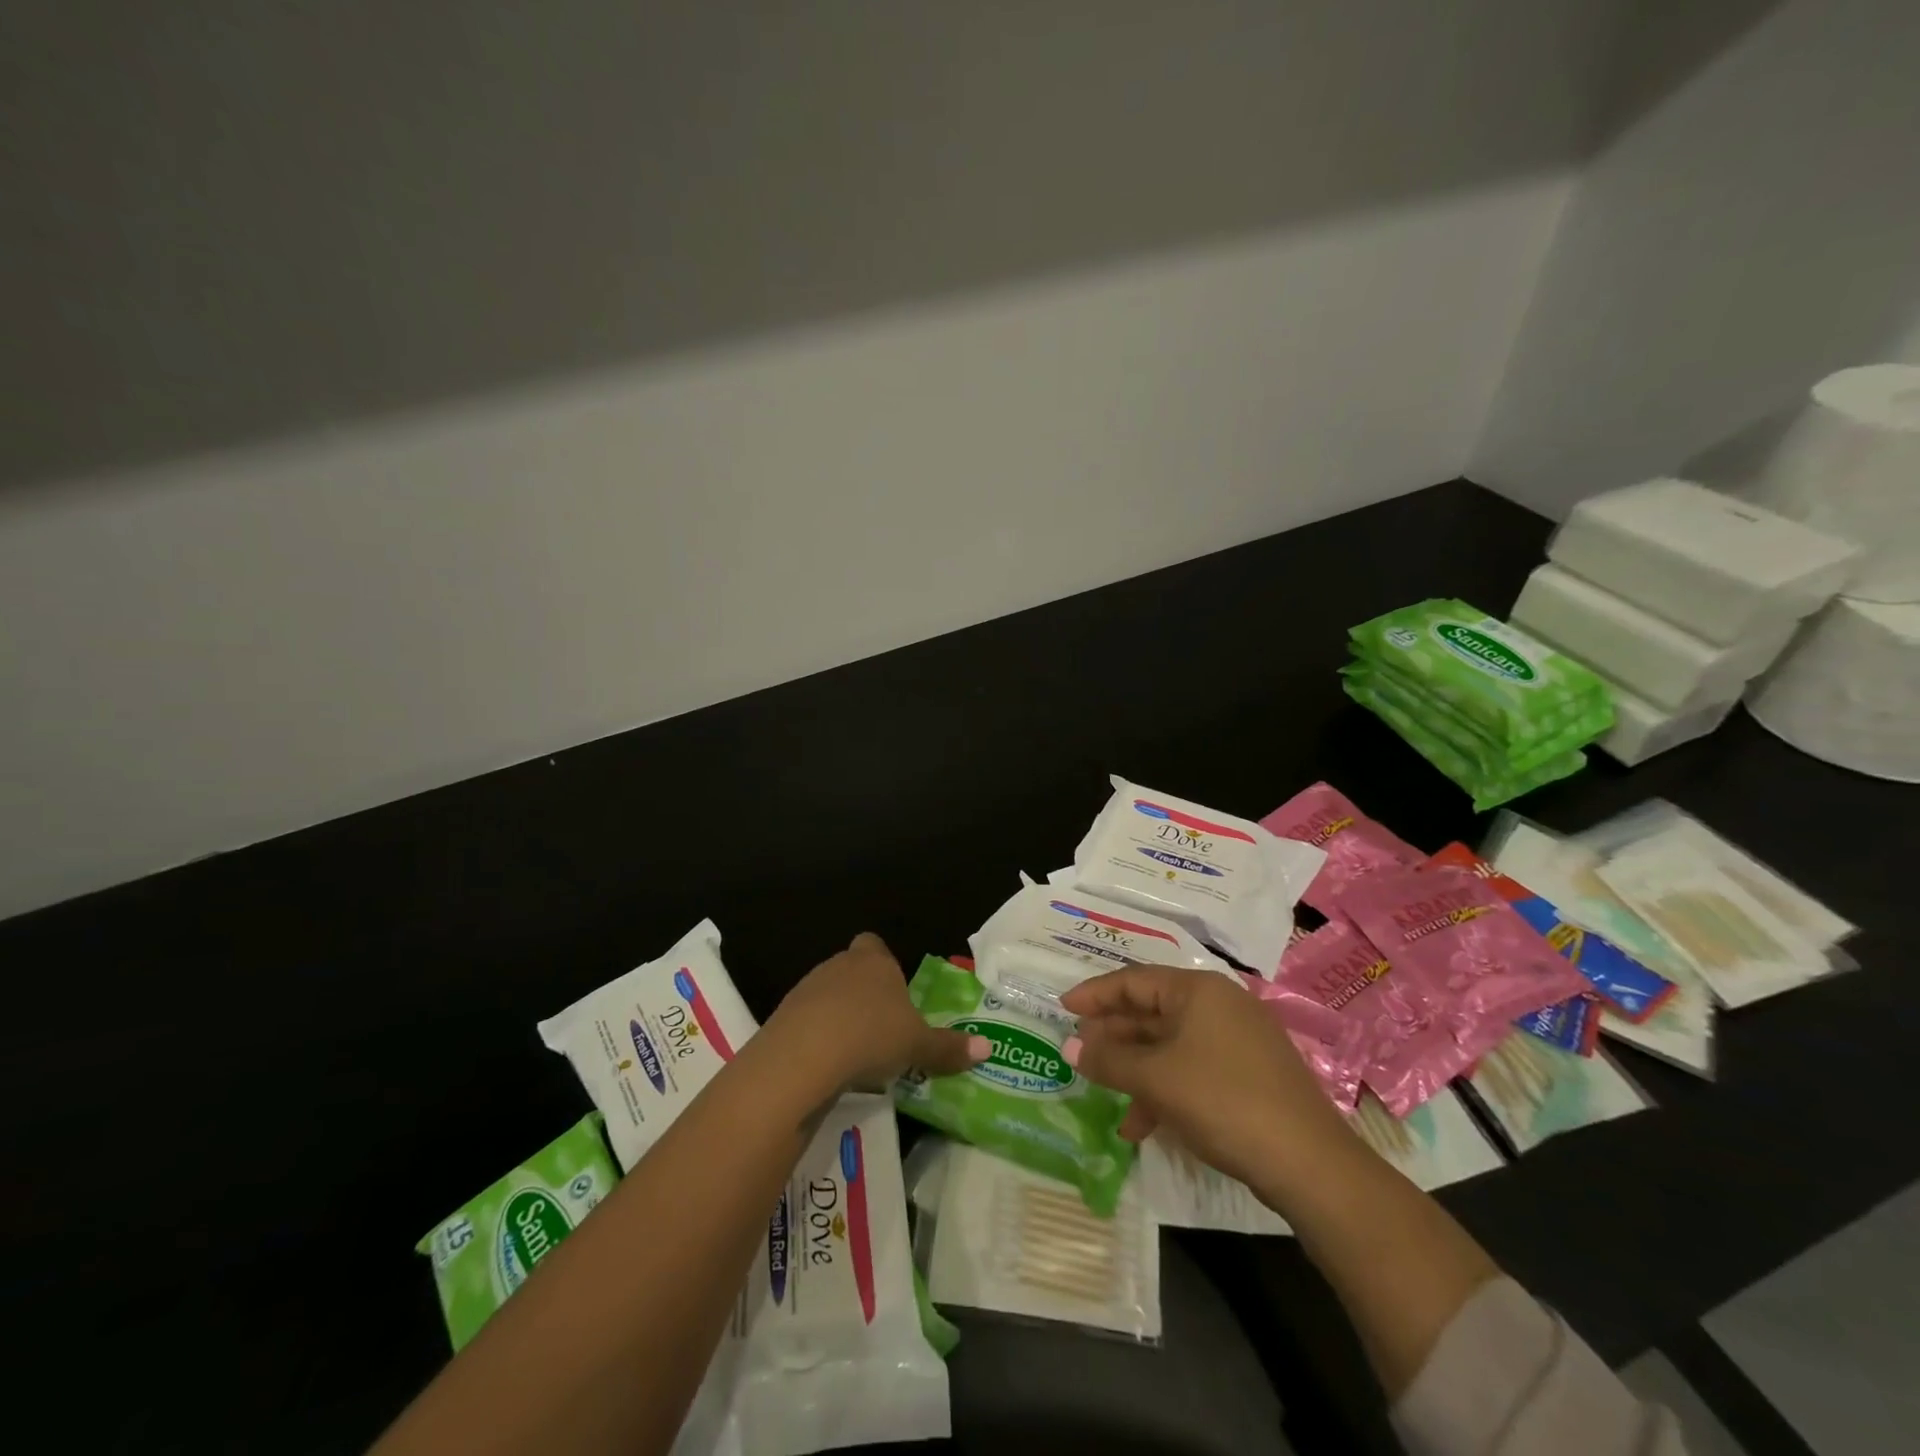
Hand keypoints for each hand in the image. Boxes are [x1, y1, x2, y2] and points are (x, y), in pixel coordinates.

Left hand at [769, 933, 988, 1092]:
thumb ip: (949, 1047)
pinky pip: (807, 1021)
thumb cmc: (871, 1036)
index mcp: (874, 961)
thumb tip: (988, 1048)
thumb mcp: (918, 1045)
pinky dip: (817, 1038)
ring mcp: (807, 988)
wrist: (804, 1055)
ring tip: (856, 1053)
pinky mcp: (783, 1015)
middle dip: (865, 995)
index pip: (875, 945)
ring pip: (828, 996)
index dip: (883, 964)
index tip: (894, 992)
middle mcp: (839, 965)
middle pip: (852, 970)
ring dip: (839, 1017)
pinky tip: (828, 1066)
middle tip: (883, 1029)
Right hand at [1059, 965, 1353, 1192]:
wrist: (1309, 1163)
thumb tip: (1070, 1048)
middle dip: (1113, 1036)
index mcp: (1197, 990)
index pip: (1134, 980)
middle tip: (1080, 1053)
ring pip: (1170, 1044)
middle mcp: (1218, 1005)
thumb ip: (1109, 1060)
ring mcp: (1237, 1040)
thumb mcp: (1156, 1079)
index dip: (1094, 994)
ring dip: (1135, 1069)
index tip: (1062, 1008)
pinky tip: (1142, 1124)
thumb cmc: (1223, 1101)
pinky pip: (1192, 1068)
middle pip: (1151, 1011)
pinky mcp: (1248, 1074)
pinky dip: (1164, 1089)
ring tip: (1105, 1093)